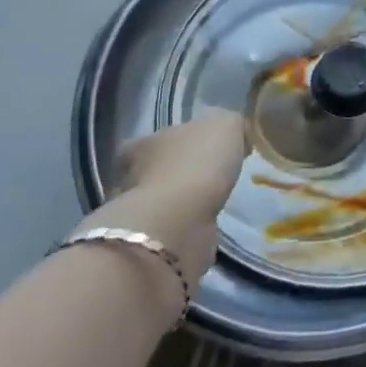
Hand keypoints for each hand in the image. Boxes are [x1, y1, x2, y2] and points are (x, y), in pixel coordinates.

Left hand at [75, 109, 248, 287]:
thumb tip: (234, 134)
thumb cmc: (198, 163)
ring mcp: (139, 212)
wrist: (179, 223)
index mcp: (145, 141)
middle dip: (181, 172)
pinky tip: (205, 226)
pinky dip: (186, 226)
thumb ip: (229, 124)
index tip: (209, 149)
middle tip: (210, 177)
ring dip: (183, 202)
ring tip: (211, 203)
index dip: (185, 141)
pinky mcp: (149, 242)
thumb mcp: (225, 125)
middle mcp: (131, 175)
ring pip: (164, 200)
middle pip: (159, 168)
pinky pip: (172, 227)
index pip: (161, 137)